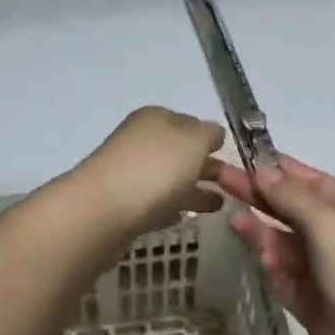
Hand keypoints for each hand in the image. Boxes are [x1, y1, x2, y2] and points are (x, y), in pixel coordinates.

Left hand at [73, 107, 226, 243]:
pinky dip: (172, 206)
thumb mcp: (193, 141)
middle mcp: (140, 140)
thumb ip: (209, 134)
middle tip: (232, 186)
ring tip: (219, 206)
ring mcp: (129, 172)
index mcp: (156, 118)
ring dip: (193, 189)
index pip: (190, 122)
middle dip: (204, 165)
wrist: (101, 212)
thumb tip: (212, 134)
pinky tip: (185, 216)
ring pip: (169, 178)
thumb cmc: (154, 169)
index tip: (229, 157)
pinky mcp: (122, 204)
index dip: (210, 138)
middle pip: (179, 151)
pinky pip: (155, 201)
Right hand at [215, 155, 334, 334]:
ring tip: (232, 216)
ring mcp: (324, 270)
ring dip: (261, 230)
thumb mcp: (327, 221)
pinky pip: (284, 274)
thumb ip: (290, 196)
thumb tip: (262, 170)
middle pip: (293, 210)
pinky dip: (271, 262)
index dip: (281, 169)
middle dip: (261, 196)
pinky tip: (259, 253)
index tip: (246, 157)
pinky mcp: (308, 300)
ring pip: (284, 242)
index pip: (312, 181)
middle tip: (222, 179)